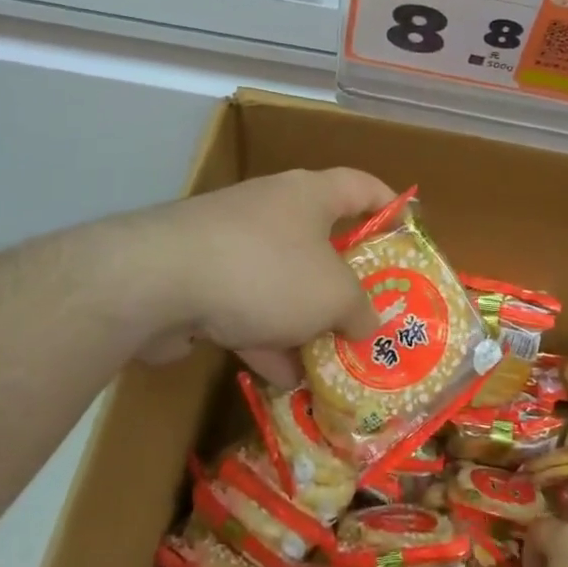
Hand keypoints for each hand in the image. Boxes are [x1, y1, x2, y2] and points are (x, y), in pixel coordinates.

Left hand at [132, 168, 396, 385]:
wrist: (159, 282)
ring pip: (285, 282)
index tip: (408, 235)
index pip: (362, 186)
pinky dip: (268, 339)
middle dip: (346, 283)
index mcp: (310, 195)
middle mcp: (273, 211)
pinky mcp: (202, 280)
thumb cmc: (267, 270)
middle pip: (323, 241)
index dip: (390, 207)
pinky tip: (287, 380)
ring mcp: (234, 245)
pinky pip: (248, 308)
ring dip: (307, 322)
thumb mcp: (333, 294)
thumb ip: (360, 309)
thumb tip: (368, 323)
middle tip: (372, 315)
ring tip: (335, 362)